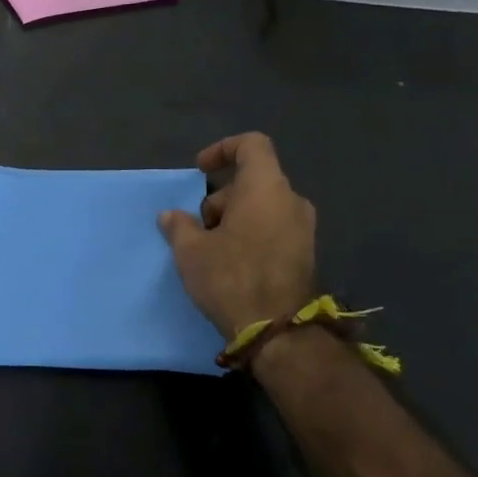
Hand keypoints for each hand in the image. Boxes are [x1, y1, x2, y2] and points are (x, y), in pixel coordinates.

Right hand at [158, 133, 315, 339]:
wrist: (277, 331)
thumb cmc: (231, 278)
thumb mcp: (191, 250)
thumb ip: (179, 225)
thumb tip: (171, 215)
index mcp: (266, 188)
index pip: (252, 145)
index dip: (223, 149)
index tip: (200, 170)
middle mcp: (291, 201)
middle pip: (253, 181)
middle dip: (221, 197)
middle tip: (198, 227)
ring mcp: (304, 228)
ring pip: (263, 206)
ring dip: (234, 218)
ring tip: (211, 249)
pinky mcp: (306, 254)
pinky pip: (274, 228)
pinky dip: (251, 234)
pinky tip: (231, 263)